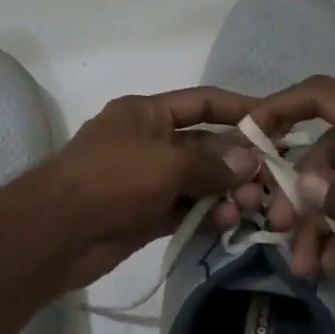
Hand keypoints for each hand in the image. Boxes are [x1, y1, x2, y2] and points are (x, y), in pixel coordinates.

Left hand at [35, 88, 262, 290]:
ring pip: (197, 183)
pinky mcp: (144, 216)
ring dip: (225, 193)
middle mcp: (147, 143)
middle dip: (237, 163)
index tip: (277, 124)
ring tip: (249, 208)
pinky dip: (206, 216)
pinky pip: (184, 211)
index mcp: (145, 113)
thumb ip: (211, 162)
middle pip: (204, 146)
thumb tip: (249, 161)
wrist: (57, 230)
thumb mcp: (166, 162)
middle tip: (267, 184)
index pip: (201, 103)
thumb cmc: (112, 178)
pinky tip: (229, 224)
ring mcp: (145, 181)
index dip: (238, 110)